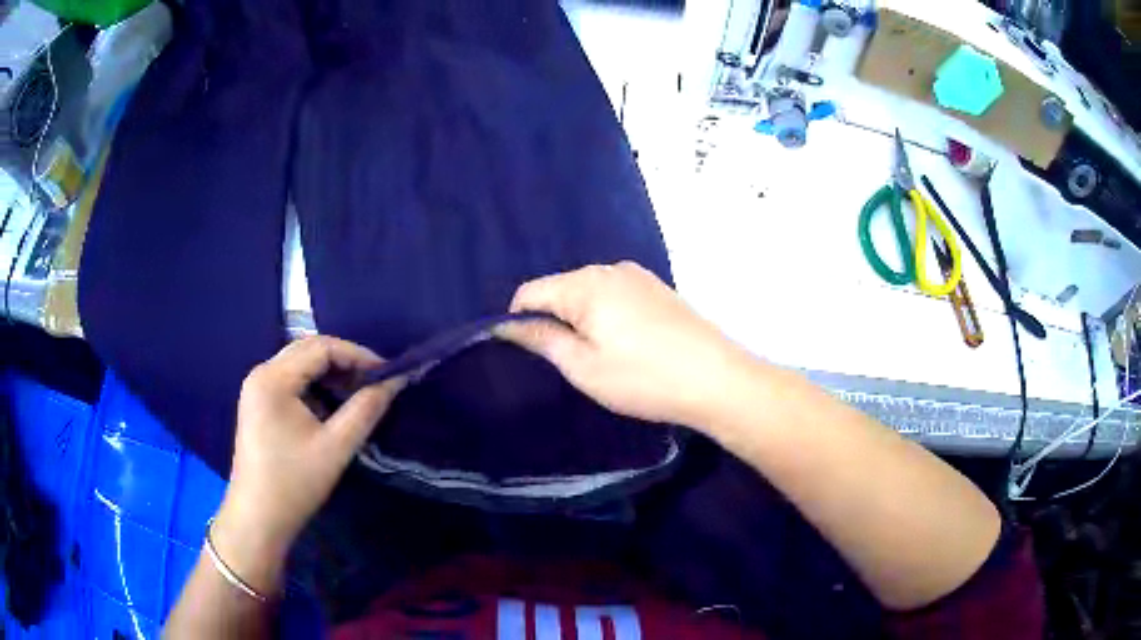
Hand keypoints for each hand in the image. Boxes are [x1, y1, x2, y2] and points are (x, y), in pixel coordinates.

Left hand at [211, 336, 403, 592]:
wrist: (258, 518)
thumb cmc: (295, 483)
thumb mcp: (336, 447)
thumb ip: (366, 409)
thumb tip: (396, 380)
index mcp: (273, 378)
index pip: (321, 347)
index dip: (358, 355)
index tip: (388, 373)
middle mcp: (261, 373)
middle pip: (308, 350)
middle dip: (345, 361)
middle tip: (376, 382)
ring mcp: (256, 388)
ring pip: (300, 364)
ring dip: (331, 373)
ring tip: (359, 393)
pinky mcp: (258, 403)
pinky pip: (291, 380)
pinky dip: (315, 386)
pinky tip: (333, 406)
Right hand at [501, 262, 750, 427]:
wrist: (717, 379)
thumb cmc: (643, 378)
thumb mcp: (583, 366)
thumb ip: (541, 339)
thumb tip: (507, 324)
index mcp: (585, 284)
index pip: (530, 292)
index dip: (518, 320)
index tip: (528, 353)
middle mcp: (610, 269)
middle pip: (561, 288)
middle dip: (554, 320)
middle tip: (570, 362)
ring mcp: (639, 276)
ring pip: (590, 292)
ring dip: (583, 319)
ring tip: (602, 357)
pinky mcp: (659, 288)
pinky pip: (616, 295)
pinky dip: (608, 316)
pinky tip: (627, 345)